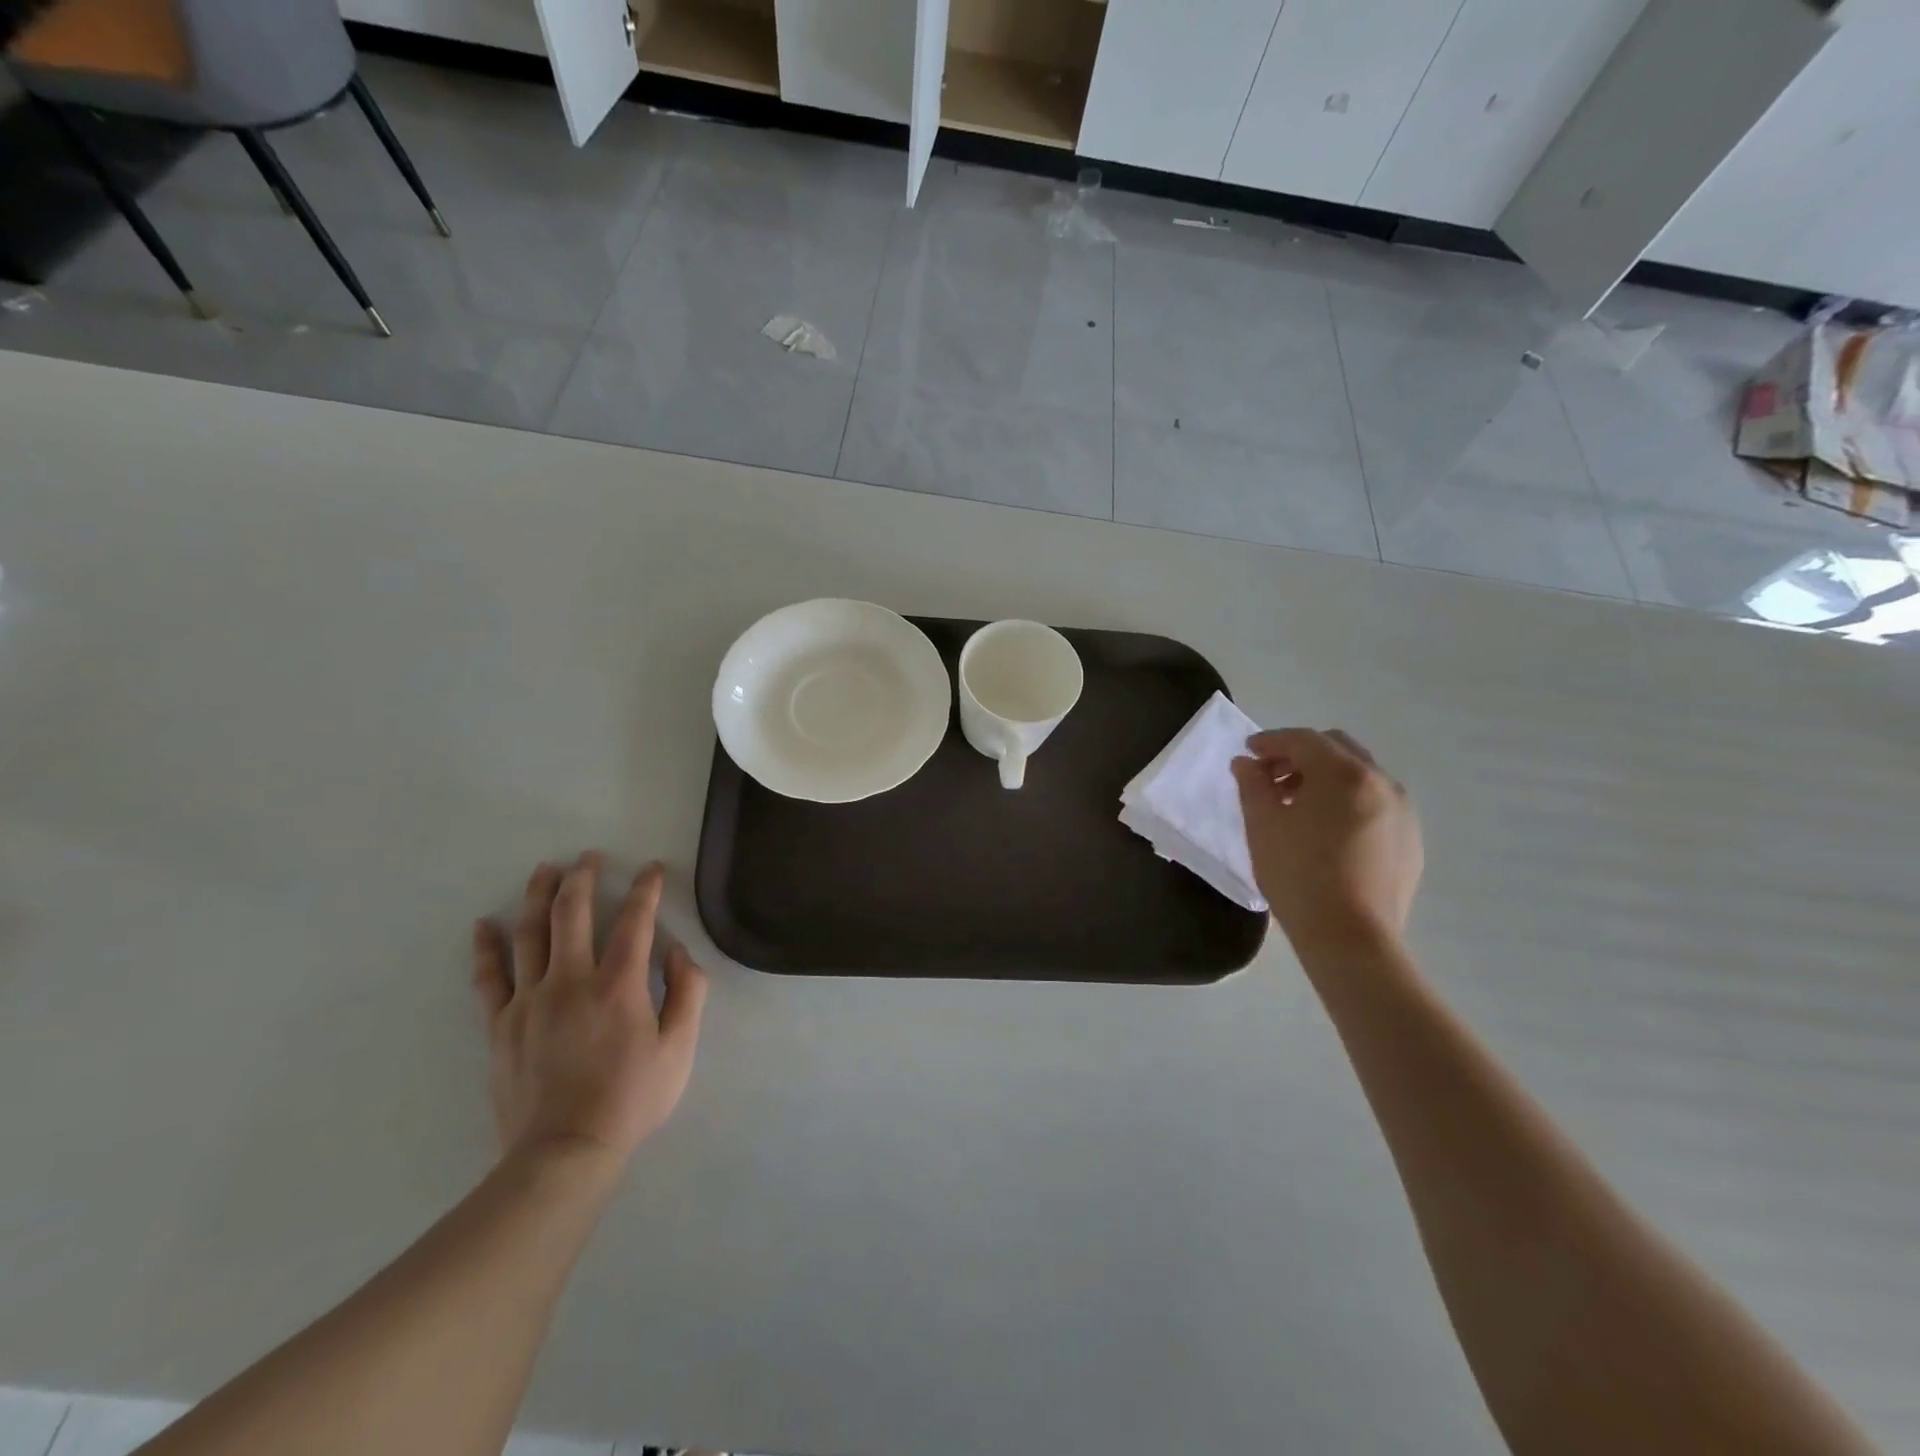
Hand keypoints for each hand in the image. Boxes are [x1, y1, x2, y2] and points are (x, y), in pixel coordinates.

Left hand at [472, 854, 707, 1168]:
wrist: (564, 1152)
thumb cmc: (631, 1098)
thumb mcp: (679, 1048)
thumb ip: (688, 993)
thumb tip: (677, 951)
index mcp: (618, 985)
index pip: (635, 921)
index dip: (645, 889)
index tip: (651, 868)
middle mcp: (571, 981)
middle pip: (572, 914)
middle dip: (582, 878)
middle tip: (589, 857)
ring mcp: (529, 1000)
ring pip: (530, 934)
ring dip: (538, 896)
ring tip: (544, 870)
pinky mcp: (501, 1024)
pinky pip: (489, 977)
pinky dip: (486, 947)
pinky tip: (485, 925)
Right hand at [1231, 728, 1422, 950]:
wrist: (1351, 939)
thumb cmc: (1298, 875)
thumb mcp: (1262, 826)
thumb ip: (1252, 785)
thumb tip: (1246, 763)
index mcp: (1344, 774)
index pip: (1303, 740)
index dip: (1271, 741)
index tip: (1248, 752)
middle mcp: (1382, 782)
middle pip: (1337, 749)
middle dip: (1300, 755)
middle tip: (1271, 777)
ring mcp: (1403, 812)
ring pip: (1359, 776)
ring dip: (1325, 779)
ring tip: (1296, 806)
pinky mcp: (1410, 840)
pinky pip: (1375, 804)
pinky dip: (1347, 802)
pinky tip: (1326, 833)